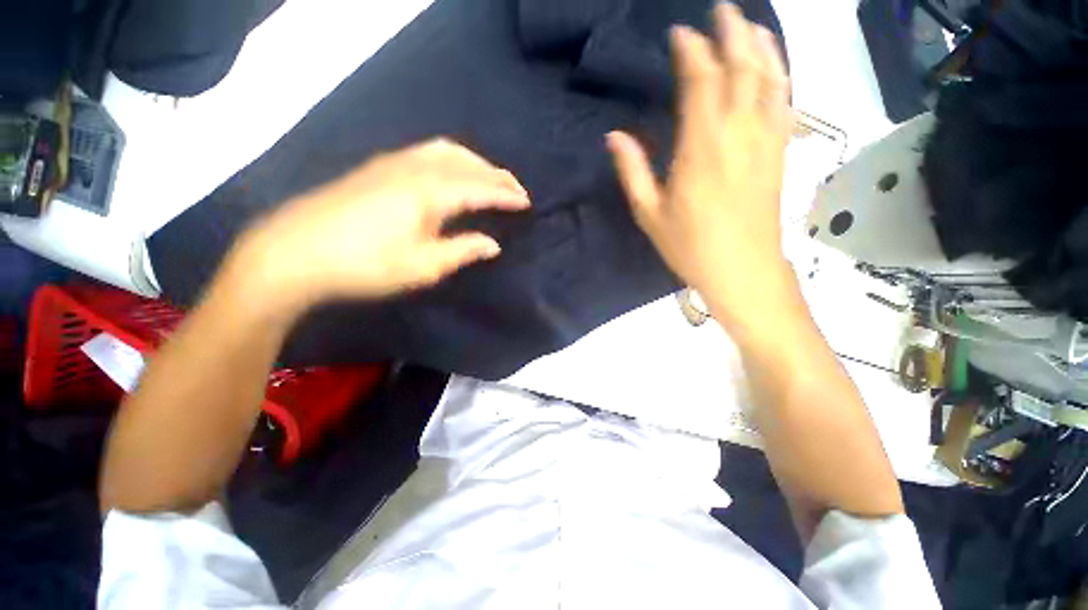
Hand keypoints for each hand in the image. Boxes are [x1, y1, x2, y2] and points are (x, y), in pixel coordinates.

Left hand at [232, 138, 529, 312]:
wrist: (295, 252)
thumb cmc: (365, 265)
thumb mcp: (422, 266)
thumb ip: (462, 251)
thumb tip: (492, 244)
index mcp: (429, 193)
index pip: (480, 188)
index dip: (506, 194)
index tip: (526, 202)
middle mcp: (415, 168)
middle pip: (466, 162)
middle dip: (496, 173)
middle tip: (516, 188)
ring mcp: (392, 163)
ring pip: (446, 151)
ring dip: (474, 161)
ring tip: (489, 177)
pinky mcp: (376, 167)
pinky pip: (426, 152)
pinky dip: (450, 158)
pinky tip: (450, 170)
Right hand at [606, 5, 792, 331]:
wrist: (743, 270)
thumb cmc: (690, 246)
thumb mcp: (650, 214)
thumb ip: (633, 171)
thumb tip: (614, 136)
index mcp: (701, 149)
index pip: (700, 83)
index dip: (692, 53)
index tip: (681, 34)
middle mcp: (739, 134)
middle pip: (741, 69)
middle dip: (731, 33)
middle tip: (721, 10)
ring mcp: (766, 141)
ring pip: (770, 79)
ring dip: (761, 47)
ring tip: (750, 25)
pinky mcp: (781, 153)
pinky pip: (785, 103)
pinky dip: (781, 76)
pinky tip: (775, 66)